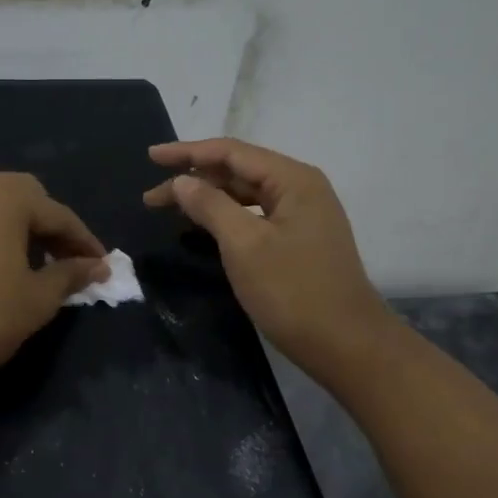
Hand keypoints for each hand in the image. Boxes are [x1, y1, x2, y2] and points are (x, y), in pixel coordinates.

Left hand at [0, 169, 107, 403]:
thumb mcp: (37, 300)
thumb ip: (70, 275)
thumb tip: (97, 266)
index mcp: (7, 194)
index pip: (58, 214)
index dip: (82, 242)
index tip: (98, 264)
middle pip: (17, 199)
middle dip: (41, 226)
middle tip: (56, 259)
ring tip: (10, 255)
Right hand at [144, 138, 394, 386]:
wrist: (346, 344)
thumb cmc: (293, 292)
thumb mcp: (244, 245)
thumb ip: (210, 206)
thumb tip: (182, 181)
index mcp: (293, 180)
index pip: (231, 152)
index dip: (187, 152)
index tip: (150, 157)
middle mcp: (301, 189)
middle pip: (238, 171)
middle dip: (194, 179)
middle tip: (150, 197)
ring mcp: (304, 216)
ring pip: (247, 195)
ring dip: (208, 199)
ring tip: (171, 209)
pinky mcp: (300, 241)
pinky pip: (256, 217)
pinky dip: (227, 218)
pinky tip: (206, 229)